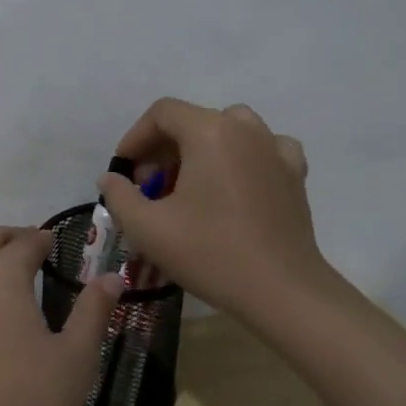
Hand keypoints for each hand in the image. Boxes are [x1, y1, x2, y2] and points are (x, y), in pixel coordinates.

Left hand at [0, 225, 119, 405]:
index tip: (55, 244)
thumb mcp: (76, 356)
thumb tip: (111, 276)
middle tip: (30, 251)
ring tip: (0, 285)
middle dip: (10, 239)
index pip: (26, 242)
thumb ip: (93, 309)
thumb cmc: (29, 398)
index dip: (43, 239)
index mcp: (2, 274)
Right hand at [99, 98, 332, 321]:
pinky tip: (234, 184)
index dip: (136, 137)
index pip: (162, 113)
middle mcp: (245, 129)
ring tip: (188, 186)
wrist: (282, 291)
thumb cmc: (210, 253)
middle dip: (163, 149)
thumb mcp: (147, 228)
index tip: (124, 171)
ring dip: (200, 150)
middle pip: (193, 121)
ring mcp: (275, 149)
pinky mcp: (294, 174)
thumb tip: (111, 178)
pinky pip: (262, 150)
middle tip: (149, 188)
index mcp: (209, 131)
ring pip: (228, 130)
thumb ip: (119, 195)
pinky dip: (242, 158)